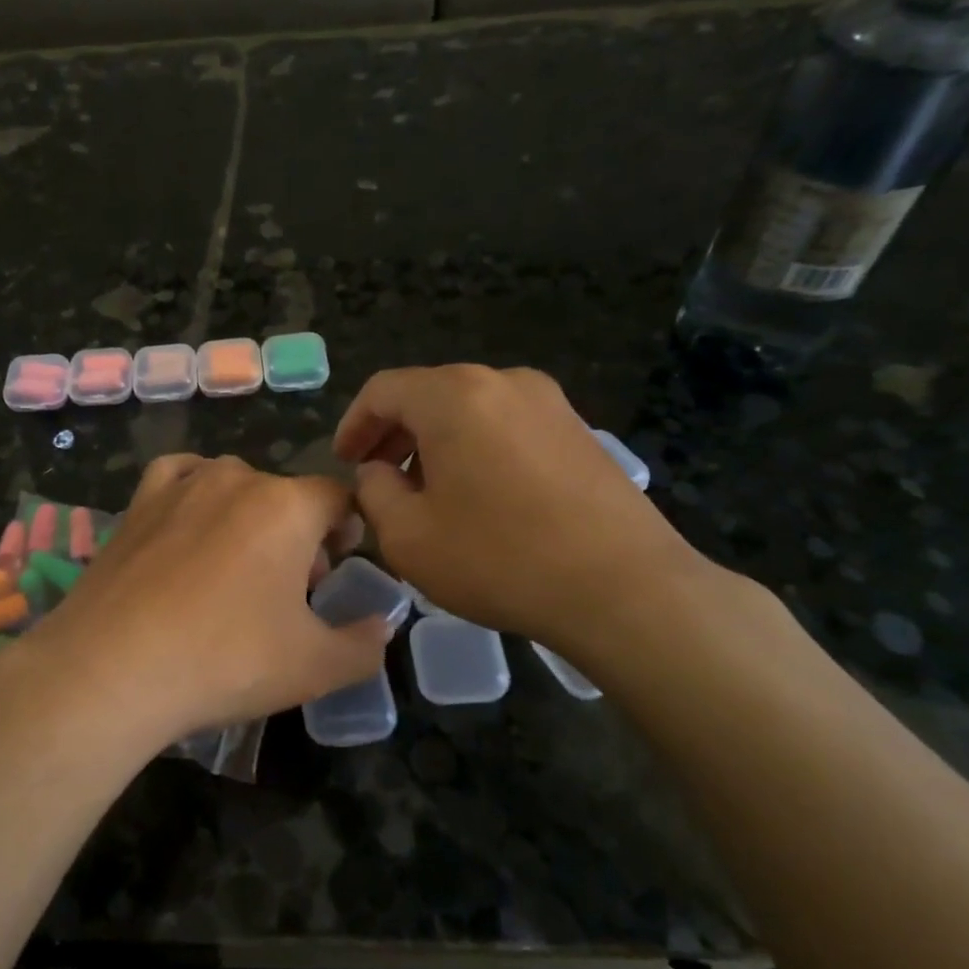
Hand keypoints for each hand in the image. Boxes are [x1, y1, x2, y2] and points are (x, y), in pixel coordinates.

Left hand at [0, 456, 388, 753]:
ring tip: (240, 565)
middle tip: (292, 590)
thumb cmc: (226, 660)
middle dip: (300, 535)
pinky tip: (190, 522)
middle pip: (286, 496)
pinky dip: (194, 490)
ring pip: (234, 484)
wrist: (112, 669)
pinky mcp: (137, 504)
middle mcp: (235, 479)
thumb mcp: (315, 667)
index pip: (337, 498)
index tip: (339, 568)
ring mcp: (180, 486)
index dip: (348, 530)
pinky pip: (178, 477)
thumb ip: (364, 645)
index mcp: (288, 506)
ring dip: (250, 516)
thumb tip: (381, 626)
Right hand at [333, 365, 711, 661]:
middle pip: (428, 394)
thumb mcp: (407, 536)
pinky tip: (478, 496)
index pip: (383, 390)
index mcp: (453, 396)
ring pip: (469, 409)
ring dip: (435, 442)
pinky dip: (476, 448)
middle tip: (378, 477)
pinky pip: (507, 425)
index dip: (353, 424)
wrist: (623, 588)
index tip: (344, 462)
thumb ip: (374, 492)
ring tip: (425, 490)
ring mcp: (549, 402)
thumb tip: (377, 471)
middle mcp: (502, 381)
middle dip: (394, 433)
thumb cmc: (499, 558)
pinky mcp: (579, 430)